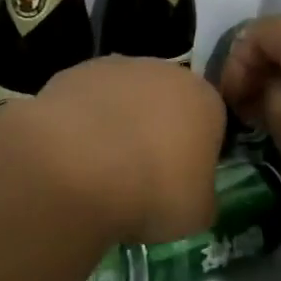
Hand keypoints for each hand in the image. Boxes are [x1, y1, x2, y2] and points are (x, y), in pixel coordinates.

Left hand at [26, 57, 224, 244]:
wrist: (79, 168)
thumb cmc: (154, 191)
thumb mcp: (198, 213)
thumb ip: (201, 195)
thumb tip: (192, 193)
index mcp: (203, 98)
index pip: (210, 121)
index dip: (196, 153)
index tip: (181, 182)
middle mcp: (162, 70)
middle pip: (165, 101)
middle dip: (156, 131)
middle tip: (141, 175)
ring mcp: (113, 68)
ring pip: (122, 97)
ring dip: (116, 123)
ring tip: (100, 169)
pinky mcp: (71, 73)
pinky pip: (84, 102)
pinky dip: (80, 124)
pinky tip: (70, 156)